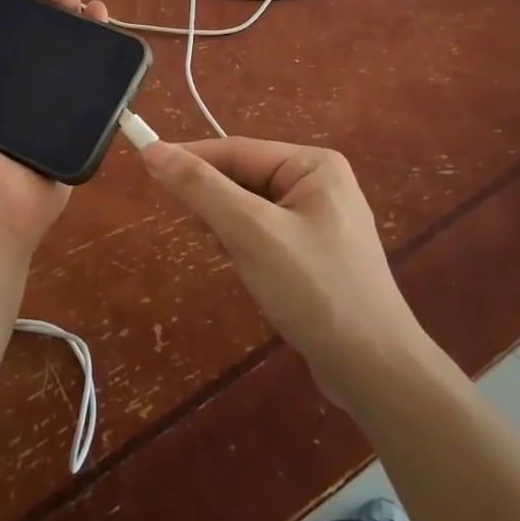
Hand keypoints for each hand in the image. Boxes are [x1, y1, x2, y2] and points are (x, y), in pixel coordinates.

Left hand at [0, 0, 109, 262]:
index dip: (8, 3)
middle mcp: (13, 92)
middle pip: (36, 33)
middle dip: (46, 1)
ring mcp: (48, 106)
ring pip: (68, 49)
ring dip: (76, 14)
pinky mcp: (76, 122)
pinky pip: (96, 83)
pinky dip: (105, 48)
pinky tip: (105, 21)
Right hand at [138, 138, 431, 407]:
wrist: (374, 370)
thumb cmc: (314, 290)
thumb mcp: (251, 233)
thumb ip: (202, 189)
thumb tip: (153, 150)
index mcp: (313, 165)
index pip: (237, 150)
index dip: (190, 158)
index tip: (145, 164)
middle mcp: (319, 183)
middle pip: (244, 177)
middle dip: (217, 204)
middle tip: (201, 232)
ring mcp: (320, 220)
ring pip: (251, 208)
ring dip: (231, 229)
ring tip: (237, 261)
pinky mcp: (315, 254)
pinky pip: (265, 234)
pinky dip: (247, 248)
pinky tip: (251, 275)